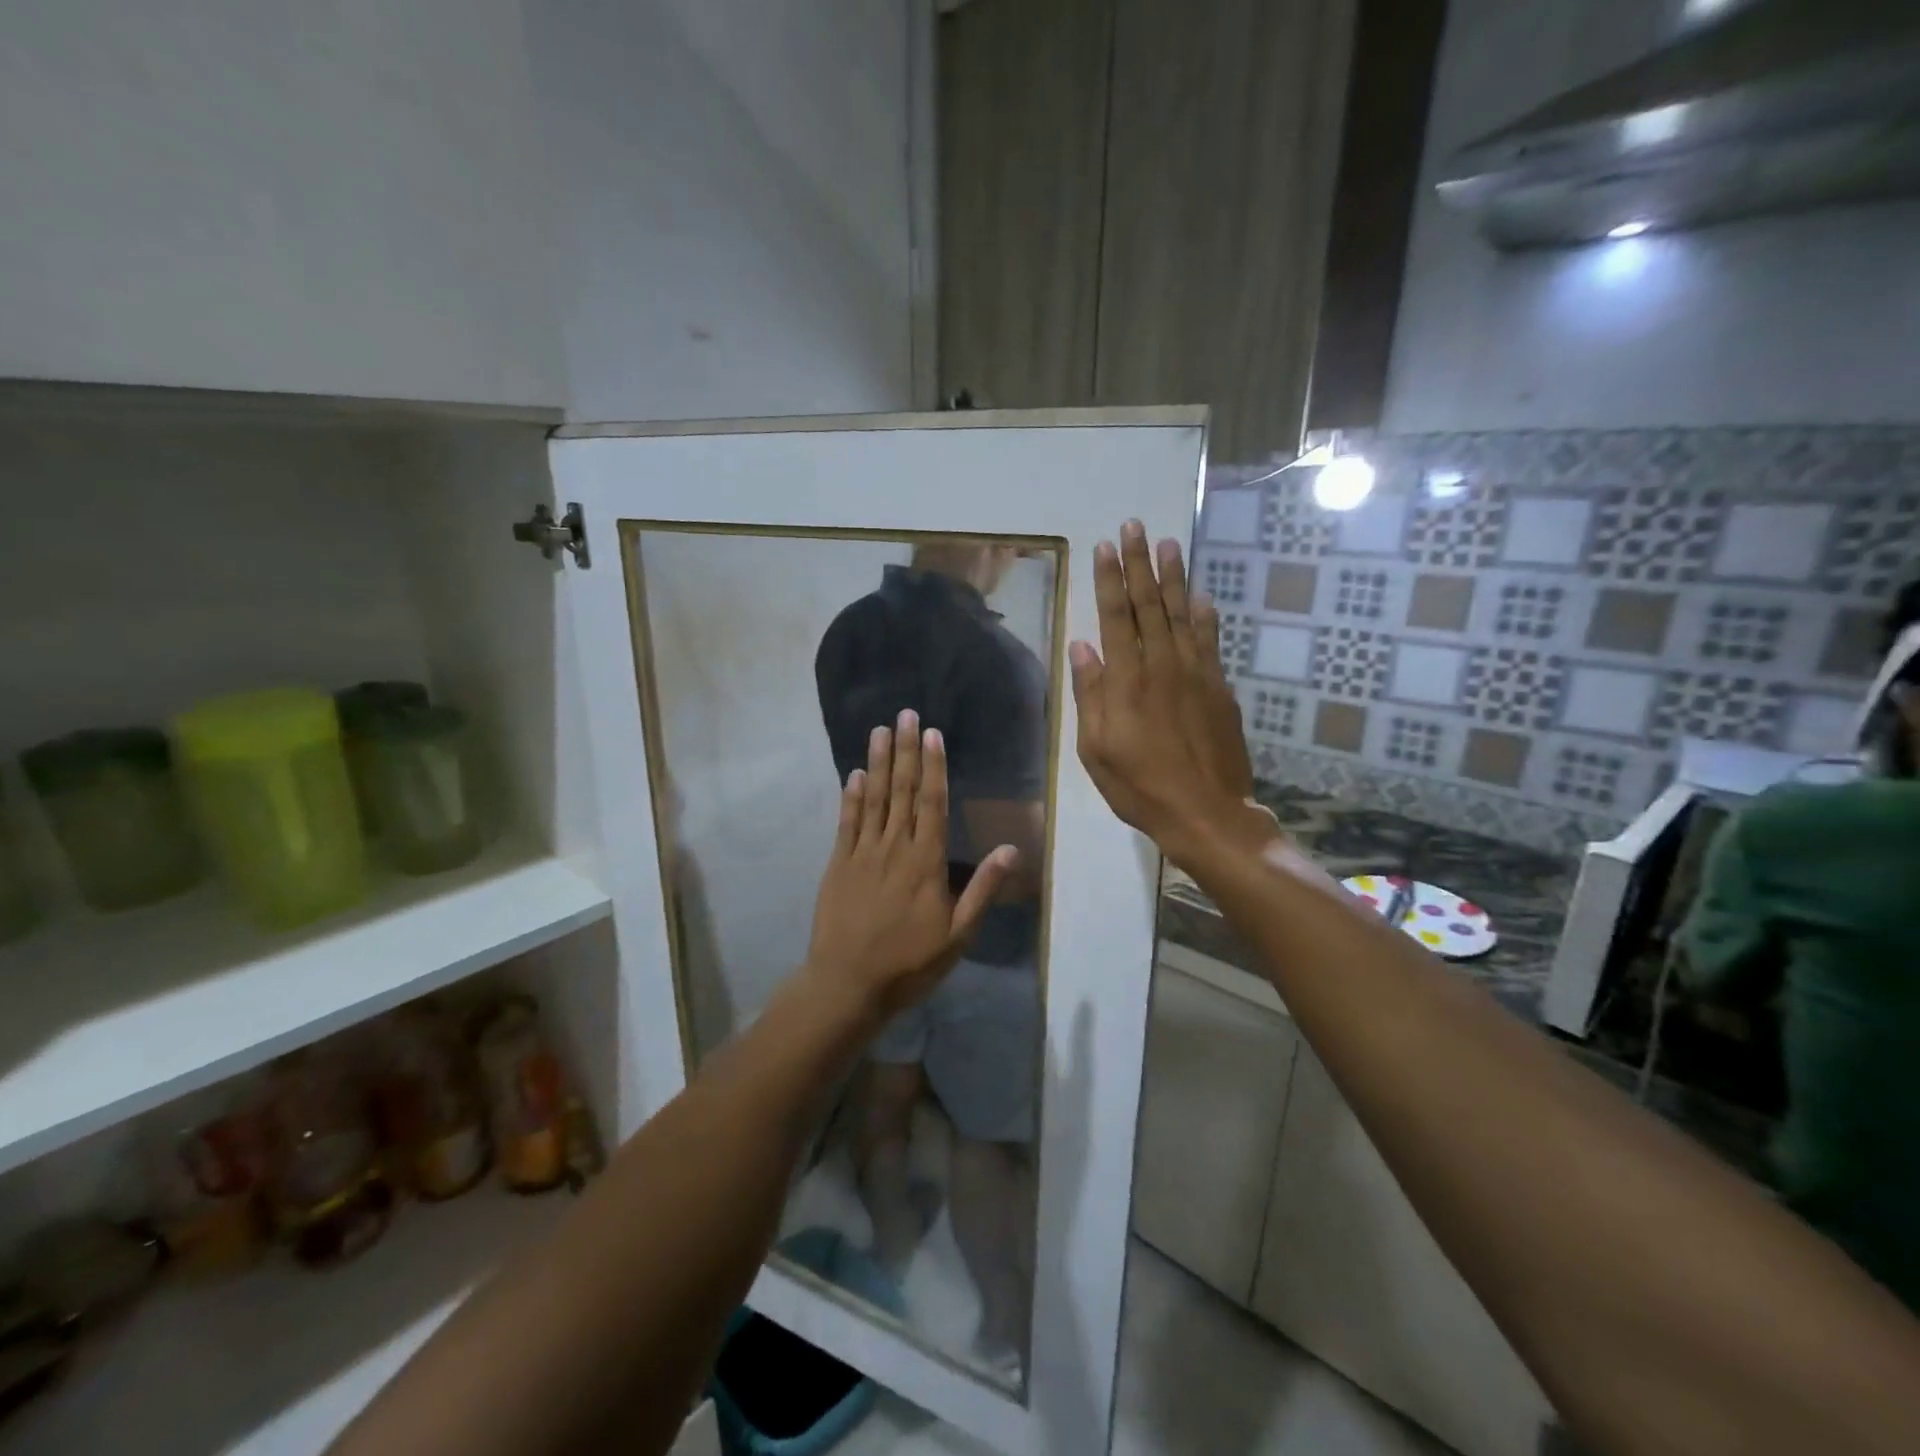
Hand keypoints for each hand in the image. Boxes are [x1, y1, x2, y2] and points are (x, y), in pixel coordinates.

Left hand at [804, 710, 1017, 1017]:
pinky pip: (847, 823)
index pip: (932, 802)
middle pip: (902, 791)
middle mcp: (894, 847)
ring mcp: (863, 853)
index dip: (933, 766)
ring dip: (878, 762)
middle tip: (904, 714)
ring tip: (880, 731)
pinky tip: (855, 774)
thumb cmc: (910, 962)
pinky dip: (851, 797)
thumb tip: (1012, 849)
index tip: (931, 733)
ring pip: (873, 799)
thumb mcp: (958, 934)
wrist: (848, 984)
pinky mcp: (839, 865)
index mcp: (926, 861)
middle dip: (905, 751)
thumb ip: (982, 889)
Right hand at [1070, 521, 1273, 868]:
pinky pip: (1210, 641)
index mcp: (1127, 680)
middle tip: (1135, 527)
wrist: (1206, 812)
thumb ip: (1091, 695)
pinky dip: (1205, 615)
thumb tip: (1082, 648)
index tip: (1105, 546)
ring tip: (1169, 544)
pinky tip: (1201, 596)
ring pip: (1182, 614)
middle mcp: (1162, 665)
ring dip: (1174, 577)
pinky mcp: (1219, 687)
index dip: (1109, 579)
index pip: (1115, 617)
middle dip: (1140, 564)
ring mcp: (1196, 674)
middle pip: (1149, 604)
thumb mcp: (1096, 749)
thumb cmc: (1140, 786)